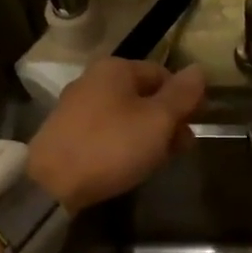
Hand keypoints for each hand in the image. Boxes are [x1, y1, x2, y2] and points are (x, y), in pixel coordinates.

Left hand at [28, 59, 206, 211]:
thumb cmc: (112, 145)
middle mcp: (93, 80)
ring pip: (126, 115)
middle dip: (168, 119)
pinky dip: (124, 142)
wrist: (52, 183)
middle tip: (183, 147)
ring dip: (149, 134)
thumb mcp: (158, 120)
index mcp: (115, 68)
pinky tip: (131, 164)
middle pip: (144, 95)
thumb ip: (182, 95)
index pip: (163, 74)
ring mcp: (76, 107)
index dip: (185, 98)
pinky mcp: (66, 133)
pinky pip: (107, 131)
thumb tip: (199, 70)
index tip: (196, 124)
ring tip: (160, 160)